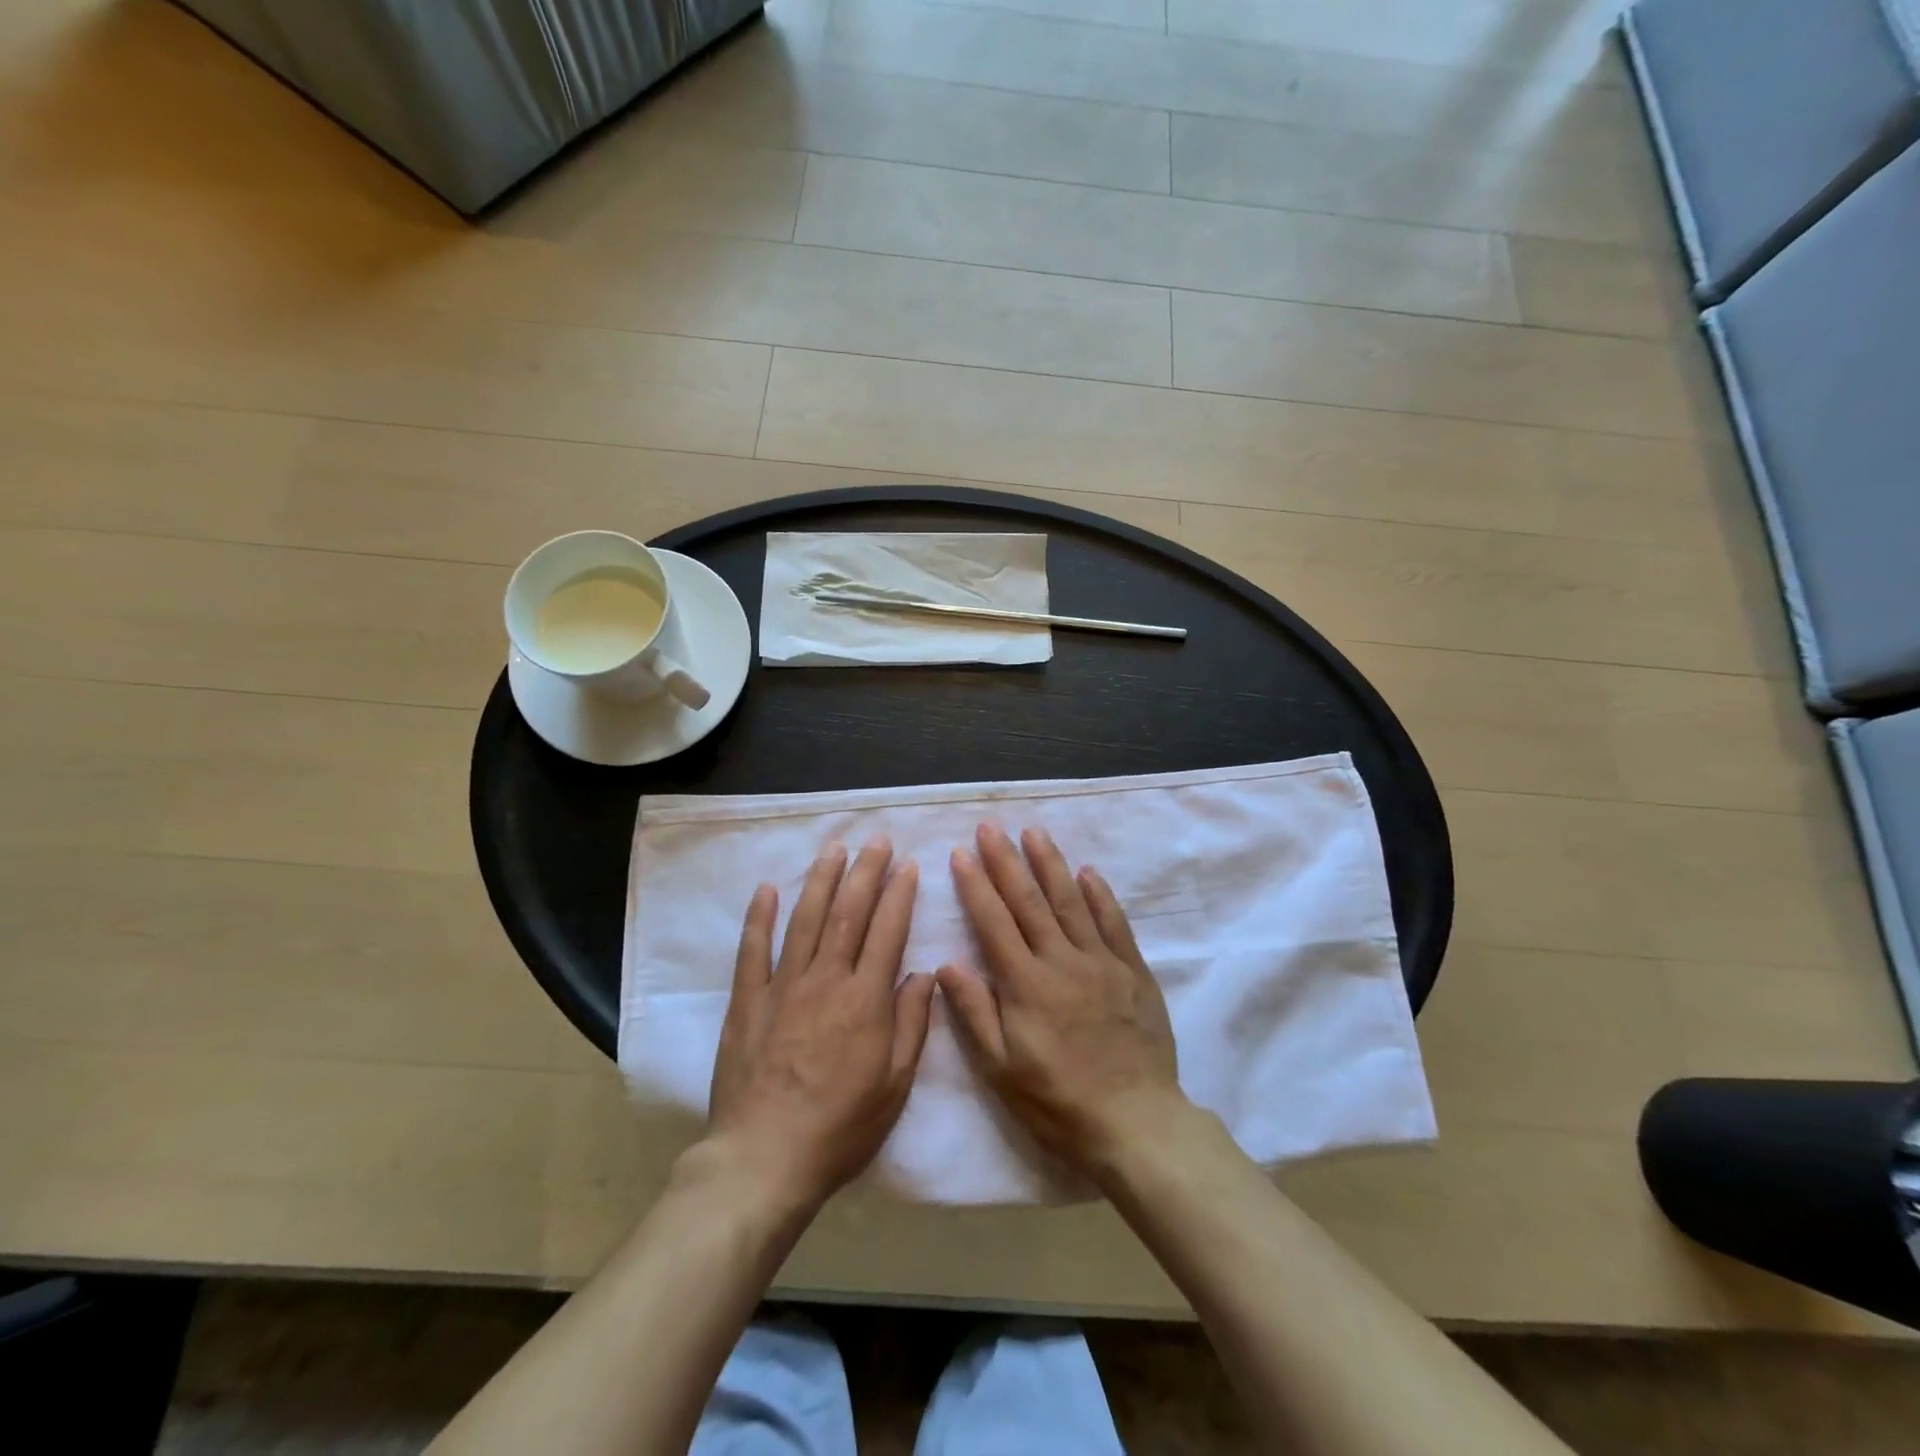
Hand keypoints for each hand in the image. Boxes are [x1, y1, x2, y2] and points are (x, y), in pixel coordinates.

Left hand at [706, 840, 936, 1208]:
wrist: (765, 1159)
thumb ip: (911, 1023)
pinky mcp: (748, 1001)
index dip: (899, 894)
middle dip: (865, 872)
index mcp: (865, 999)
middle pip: (848, 913)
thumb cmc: (841, 1126)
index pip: (888, 931)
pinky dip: (760, 917)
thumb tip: (922, 974)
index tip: (907, 865)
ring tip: (834, 850)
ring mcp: (783, 986)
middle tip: (875, 840)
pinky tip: (767, 889)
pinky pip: (753, 950)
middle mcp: (826, 979)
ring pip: (806, 920)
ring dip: (822, 881)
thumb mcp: (895, 1083)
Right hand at [937, 825, 1183, 1177]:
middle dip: (1006, 861)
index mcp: (1026, 985)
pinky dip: (1100, 895)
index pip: (994, 923)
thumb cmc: (1058, 1102)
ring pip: (1071, 902)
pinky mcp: (1133, 971)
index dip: (975, 885)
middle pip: (1029, 901)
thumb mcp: (1002, 1070)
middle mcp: (1062, 961)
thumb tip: (947, 963)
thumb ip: (975, 1013)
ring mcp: (1101, 962)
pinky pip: (1114, 923)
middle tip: (991, 827)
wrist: (1136, 1123)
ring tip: (1033, 833)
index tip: (961, 853)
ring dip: (1050, 864)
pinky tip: (1088, 872)